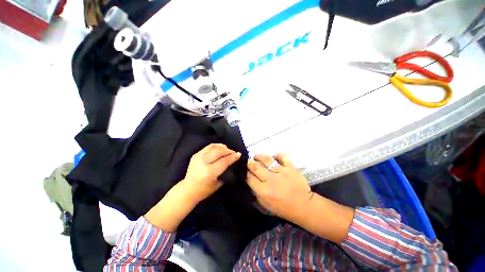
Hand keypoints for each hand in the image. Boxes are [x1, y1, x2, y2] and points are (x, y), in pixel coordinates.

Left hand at [182, 144, 241, 202]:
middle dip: (228, 151)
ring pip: (213, 147)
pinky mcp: (195, 155)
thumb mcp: (218, 184)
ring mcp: (198, 157)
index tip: (238, 154)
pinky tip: (219, 149)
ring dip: (222, 147)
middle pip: (219, 151)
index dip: (232, 157)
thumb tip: (232, 162)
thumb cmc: (204, 190)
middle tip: (233, 152)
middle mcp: (203, 162)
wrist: (187, 190)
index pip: (224, 161)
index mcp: (209, 172)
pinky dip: (215, 146)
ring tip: (227, 150)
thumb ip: (225, 172)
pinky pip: (208, 147)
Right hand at [246, 153, 312, 221]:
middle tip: (249, 161)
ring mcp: (282, 172)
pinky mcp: (291, 167)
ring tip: (256, 156)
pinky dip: (276, 155)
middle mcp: (271, 180)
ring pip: (266, 159)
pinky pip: (282, 156)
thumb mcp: (266, 205)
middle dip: (250, 163)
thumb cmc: (283, 208)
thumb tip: (250, 180)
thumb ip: (256, 193)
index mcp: (264, 191)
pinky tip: (274, 157)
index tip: (245, 171)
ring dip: (259, 156)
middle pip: (255, 167)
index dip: (245, 173)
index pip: (249, 177)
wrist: (304, 205)